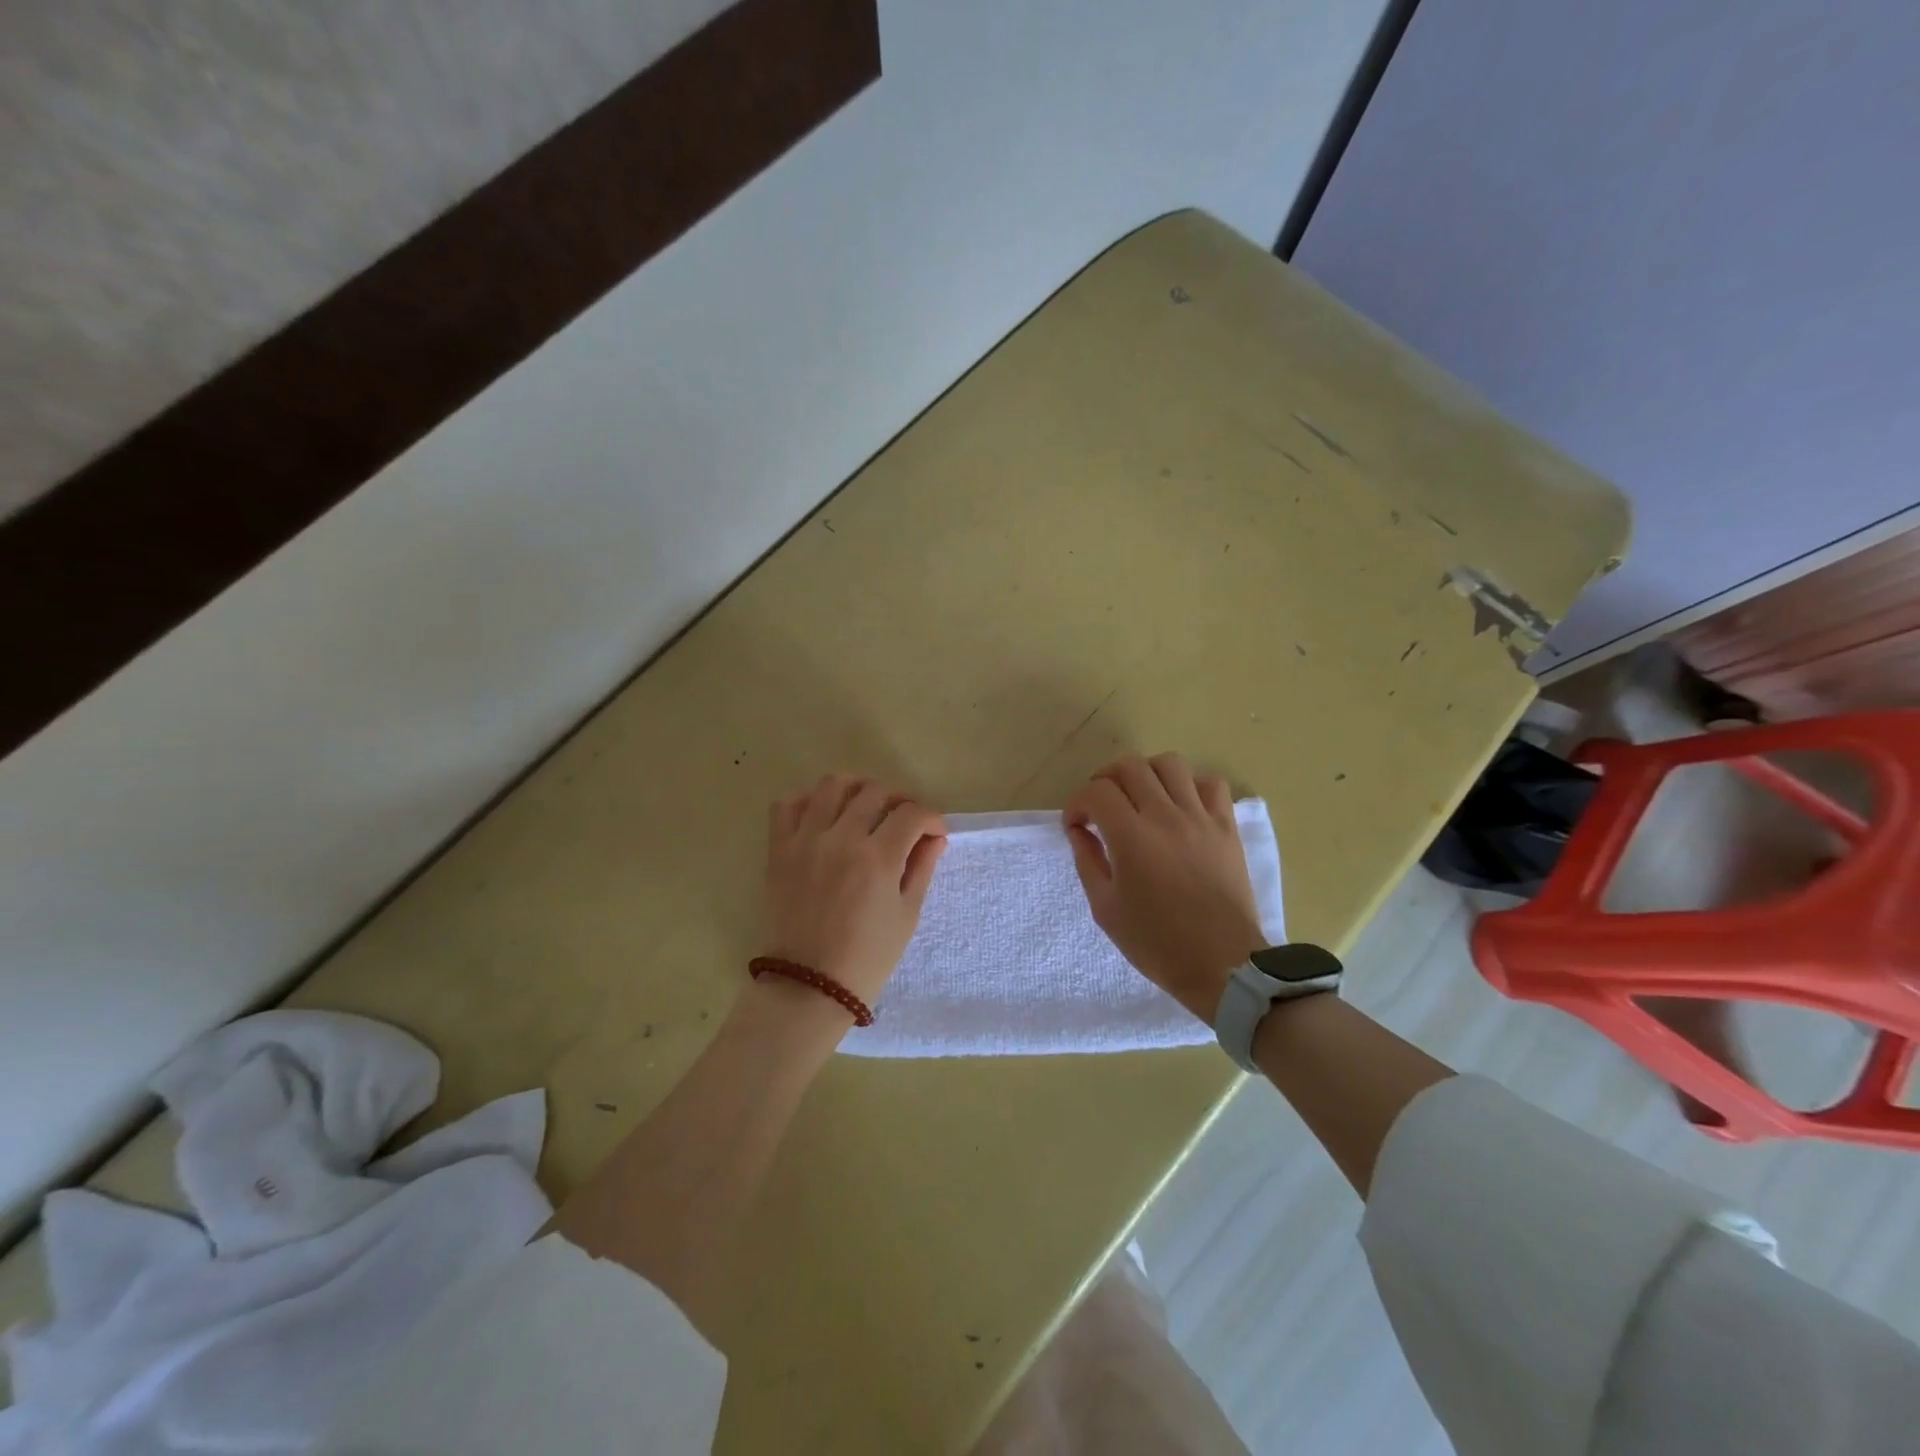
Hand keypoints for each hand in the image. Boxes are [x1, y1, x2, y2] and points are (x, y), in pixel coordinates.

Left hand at [762, 775, 947, 1008]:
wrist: (808, 986)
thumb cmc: (867, 957)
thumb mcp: (907, 915)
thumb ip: (921, 868)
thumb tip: (934, 837)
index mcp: (879, 858)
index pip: (912, 814)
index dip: (931, 818)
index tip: (934, 833)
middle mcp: (842, 838)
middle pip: (875, 791)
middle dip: (898, 800)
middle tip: (904, 822)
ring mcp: (806, 840)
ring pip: (832, 785)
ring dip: (856, 789)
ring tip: (864, 808)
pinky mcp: (778, 849)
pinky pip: (787, 804)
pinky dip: (807, 801)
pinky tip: (822, 817)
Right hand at [1064, 753, 1264, 1022]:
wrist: (1222, 965)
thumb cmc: (1157, 943)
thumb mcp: (1106, 909)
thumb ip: (1087, 861)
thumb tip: (1079, 829)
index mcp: (1131, 838)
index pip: (1097, 792)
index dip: (1078, 803)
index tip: (1076, 825)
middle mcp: (1165, 816)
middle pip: (1130, 767)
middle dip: (1106, 780)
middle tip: (1102, 807)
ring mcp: (1201, 818)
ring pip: (1170, 764)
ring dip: (1147, 774)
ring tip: (1140, 798)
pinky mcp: (1227, 827)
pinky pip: (1210, 784)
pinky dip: (1190, 786)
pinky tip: (1180, 808)